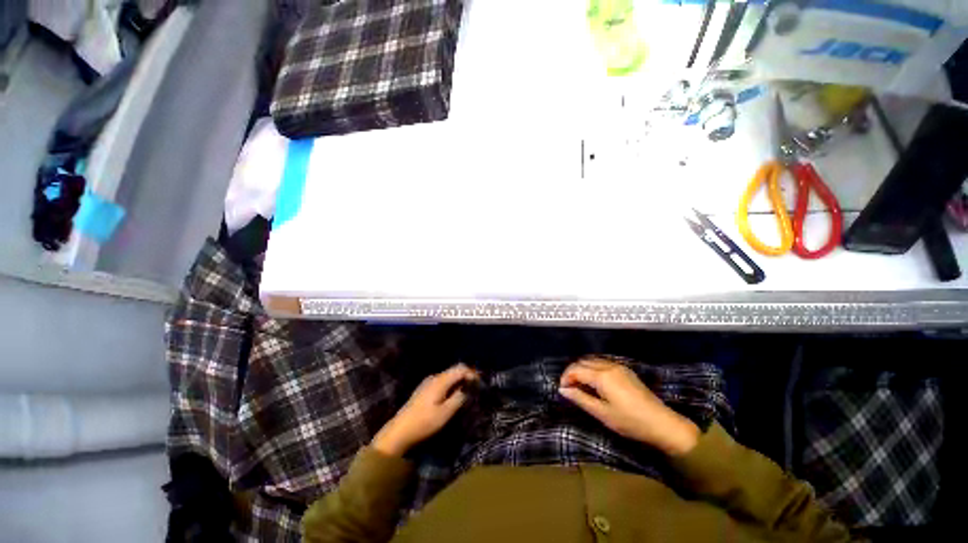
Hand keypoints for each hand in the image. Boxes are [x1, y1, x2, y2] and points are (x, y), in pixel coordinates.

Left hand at [372, 364, 477, 455]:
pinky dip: (451, 385)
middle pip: (454, 370)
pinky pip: (442, 382)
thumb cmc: (424, 422)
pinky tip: (453, 396)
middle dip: (466, 376)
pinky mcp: (424, 389)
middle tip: (476, 387)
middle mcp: (434, 377)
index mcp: (440, 380)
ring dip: (459, 381)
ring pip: (448, 376)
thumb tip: (467, 389)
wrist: (399, 431)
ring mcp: (428, 382)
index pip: (460, 368)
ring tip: (467, 392)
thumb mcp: (445, 413)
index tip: (480, 383)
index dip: (472, 373)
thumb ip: (458, 398)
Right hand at [559, 358, 699, 455]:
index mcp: (602, 376)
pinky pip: (602, 363)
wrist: (662, 423)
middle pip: (583, 361)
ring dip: (583, 369)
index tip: (562, 390)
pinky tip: (594, 382)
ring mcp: (618, 366)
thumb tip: (563, 390)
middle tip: (569, 388)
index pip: (576, 369)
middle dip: (572, 372)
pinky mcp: (625, 370)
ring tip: (580, 385)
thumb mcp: (602, 413)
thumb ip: (581, 399)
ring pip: (593, 360)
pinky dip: (593, 368)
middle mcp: (608, 366)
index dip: (565, 377)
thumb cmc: (630, 421)